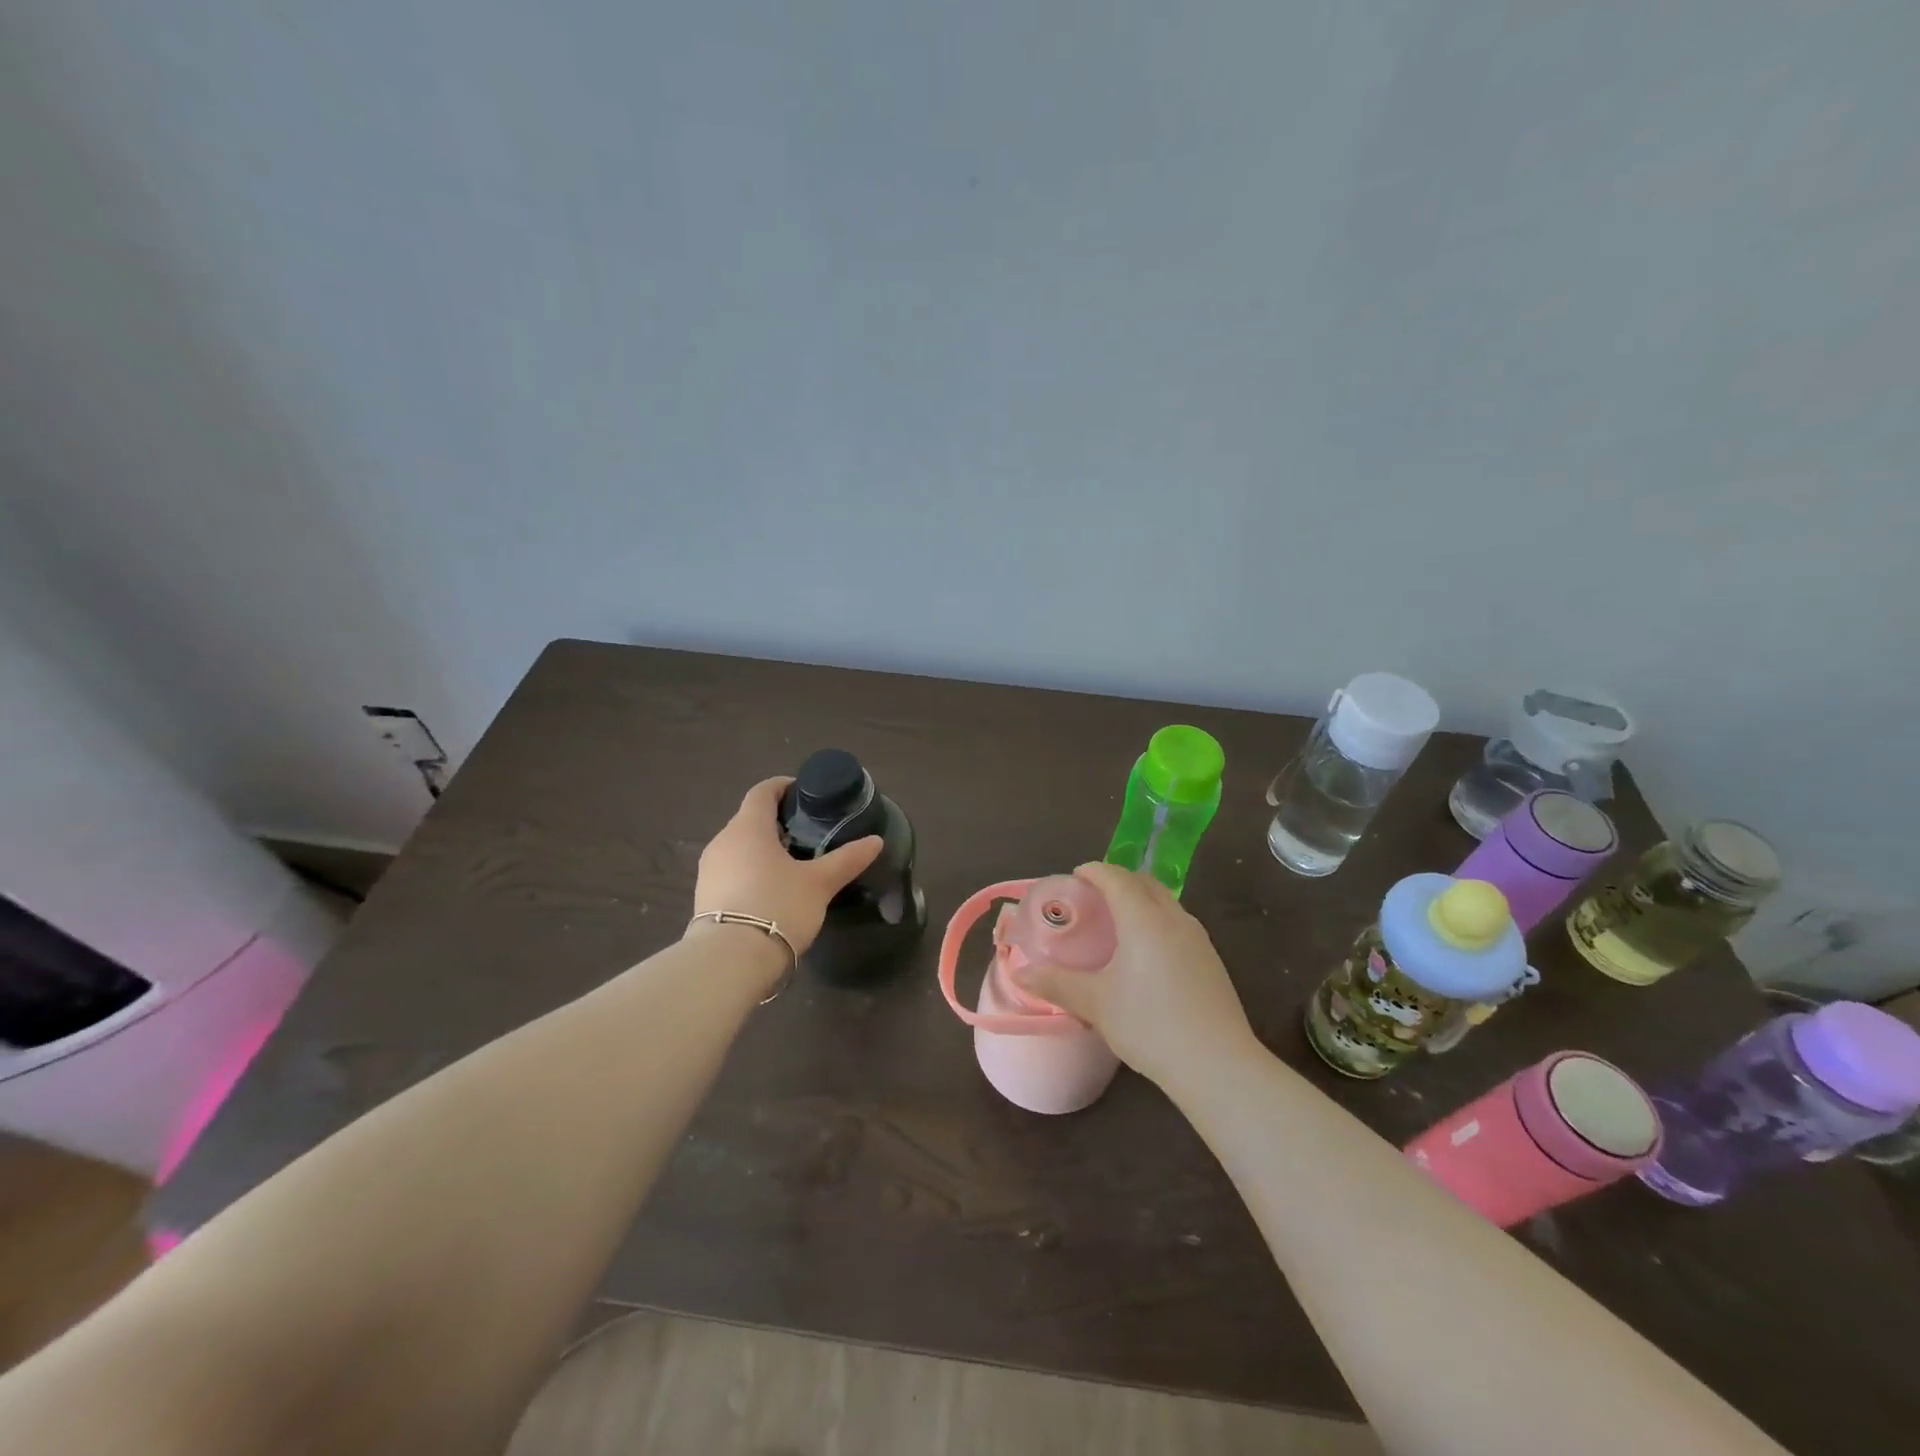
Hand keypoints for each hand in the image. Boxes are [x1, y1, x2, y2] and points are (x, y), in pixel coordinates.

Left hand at [691, 777, 883, 955]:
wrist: (729, 961)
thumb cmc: (777, 907)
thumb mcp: (819, 883)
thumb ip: (847, 859)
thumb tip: (876, 841)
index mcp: (748, 827)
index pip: (762, 792)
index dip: (783, 787)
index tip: (804, 794)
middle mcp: (723, 840)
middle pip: (750, 819)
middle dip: (776, 822)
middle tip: (807, 834)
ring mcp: (709, 870)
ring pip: (739, 847)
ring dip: (762, 849)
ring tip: (792, 865)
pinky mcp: (704, 896)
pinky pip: (731, 871)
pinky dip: (751, 871)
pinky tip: (770, 892)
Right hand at [1011, 862, 1254, 1089]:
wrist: (1218, 1065)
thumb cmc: (1150, 1025)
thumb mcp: (1095, 1004)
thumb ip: (1057, 983)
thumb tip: (1021, 974)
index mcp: (1143, 918)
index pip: (1116, 877)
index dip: (1093, 871)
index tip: (1073, 878)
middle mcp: (1174, 918)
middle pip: (1144, 882)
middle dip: (1117, 881)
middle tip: (1092, 900)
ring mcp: (1198, 939)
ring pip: (1165, 902)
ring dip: (1140, 901)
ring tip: (1117, 926)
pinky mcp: (1212, 961)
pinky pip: (1178, 924)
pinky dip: (1157, 923)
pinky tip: (1146, 957)